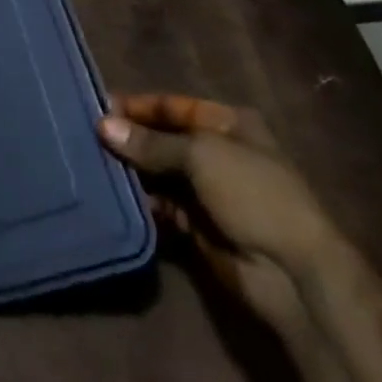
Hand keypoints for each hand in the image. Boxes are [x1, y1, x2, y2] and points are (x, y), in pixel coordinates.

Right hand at [98, 93, 340, 334]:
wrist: (294, 274)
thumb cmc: (254, 195)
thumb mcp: (201, 155)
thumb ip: (150, 142)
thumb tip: (103, 125)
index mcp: (228, 125)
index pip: (173, 106)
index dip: (138, 106)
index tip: (98, 108)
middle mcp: (217, 153)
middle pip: (163, 139)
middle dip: (129, 140)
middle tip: (86, 137)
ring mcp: (208, 192)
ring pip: (158, 173)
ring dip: (131, 171)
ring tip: (92, 165)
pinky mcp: (198, 226)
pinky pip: (161, 206)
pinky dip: (141, 201)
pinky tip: (113, 196)